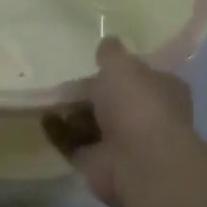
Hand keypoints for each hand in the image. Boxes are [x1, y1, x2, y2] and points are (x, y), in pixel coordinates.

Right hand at [43, 36, 195, 206]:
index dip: (119, 69)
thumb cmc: (138, 105)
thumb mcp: (122, 65)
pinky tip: (43, 119)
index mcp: (162, 90)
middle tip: (63, 78)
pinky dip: (59, 133)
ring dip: (71, 113)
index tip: (94, 60)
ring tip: (47, 96)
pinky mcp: (98, 163)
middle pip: (112, 99)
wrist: (138, 162)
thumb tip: (107, 42)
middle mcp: (146, 116)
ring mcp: (122, 143)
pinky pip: (74, 144)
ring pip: (92, 123)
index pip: (141, 75)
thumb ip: (111, 53)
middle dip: (89, 91)